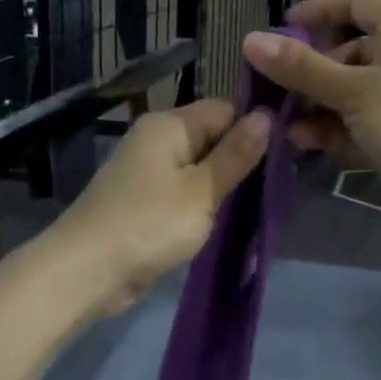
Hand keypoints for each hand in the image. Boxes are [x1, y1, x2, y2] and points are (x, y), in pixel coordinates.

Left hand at [52, 98, 272, 315]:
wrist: (87, 271)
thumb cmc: (149, 224)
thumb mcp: (202, 191)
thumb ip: (236, 154)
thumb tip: (267, 115)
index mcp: (169, 125)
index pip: (226, 109)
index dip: (258, 125)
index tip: (293, 149)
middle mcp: (157, 140)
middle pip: (213, 137)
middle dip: (246, 158)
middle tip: (288, 179)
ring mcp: (149, 172)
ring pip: (201, 168)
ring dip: (228, 185)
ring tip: (267, 200)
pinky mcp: (146, 202)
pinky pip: (186, 192)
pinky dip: (207, 203)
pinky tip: (234, 218)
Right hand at [243, 0, 380, 226]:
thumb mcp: (354, 87)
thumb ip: (301, 68)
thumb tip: (250, 40)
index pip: (357, 3)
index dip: (320, 9)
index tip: (282, 26)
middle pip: (345, 54)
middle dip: (308, 72)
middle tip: (271, 87)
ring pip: (345, 96)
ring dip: (313, 107)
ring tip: (280, 121)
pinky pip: (353, 128)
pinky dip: (329, 132)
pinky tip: (301, 141)